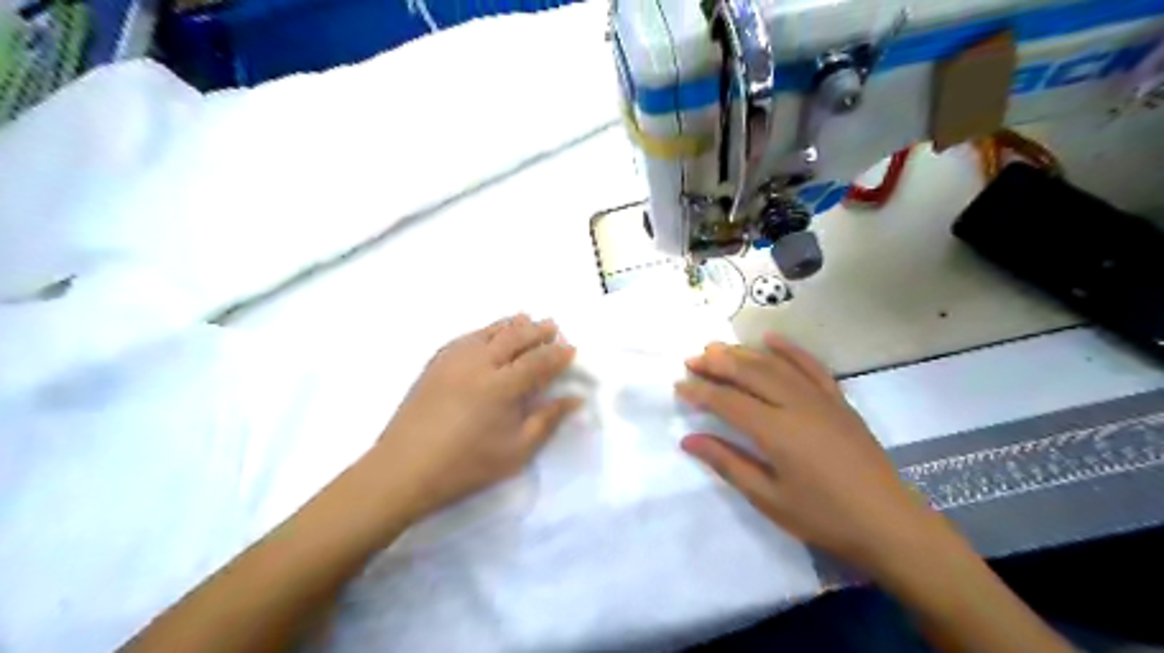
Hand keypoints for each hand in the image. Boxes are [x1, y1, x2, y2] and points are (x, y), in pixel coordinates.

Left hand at [366, 314, 578, 523]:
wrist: (405, 469)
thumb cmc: (467, 465)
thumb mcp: (517, 451)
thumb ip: (547, 420)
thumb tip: (573, 398)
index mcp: (501, 386)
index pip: (537, 360)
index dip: (557, 354)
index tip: (571, 349)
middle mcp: (479, 363)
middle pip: (514, 337)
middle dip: (536, 331)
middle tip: (553, 326)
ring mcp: (453, 360)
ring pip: (488, 332)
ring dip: (510, 325)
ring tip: (526, 319)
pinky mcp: (435, 364)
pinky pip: (465, 337)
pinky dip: (484, 330)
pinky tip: (487, 333)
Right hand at [678, 333, 950, 573]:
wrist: (889, 523)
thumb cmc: (823, 516)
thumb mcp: (768, 497)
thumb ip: (727, 463)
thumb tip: (688, 440)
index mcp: (777, 431)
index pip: (728, 401)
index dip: (701, 392)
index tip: (678, 386)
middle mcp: (796, 405)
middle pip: (750, 373)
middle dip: (717, 364)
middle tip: (692, 359)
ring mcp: (821, 398)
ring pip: (776, 365)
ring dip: (744, 353)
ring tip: (717, 349)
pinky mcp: (839, 400)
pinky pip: (811, 366)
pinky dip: (790, 350)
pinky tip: (771, 339)